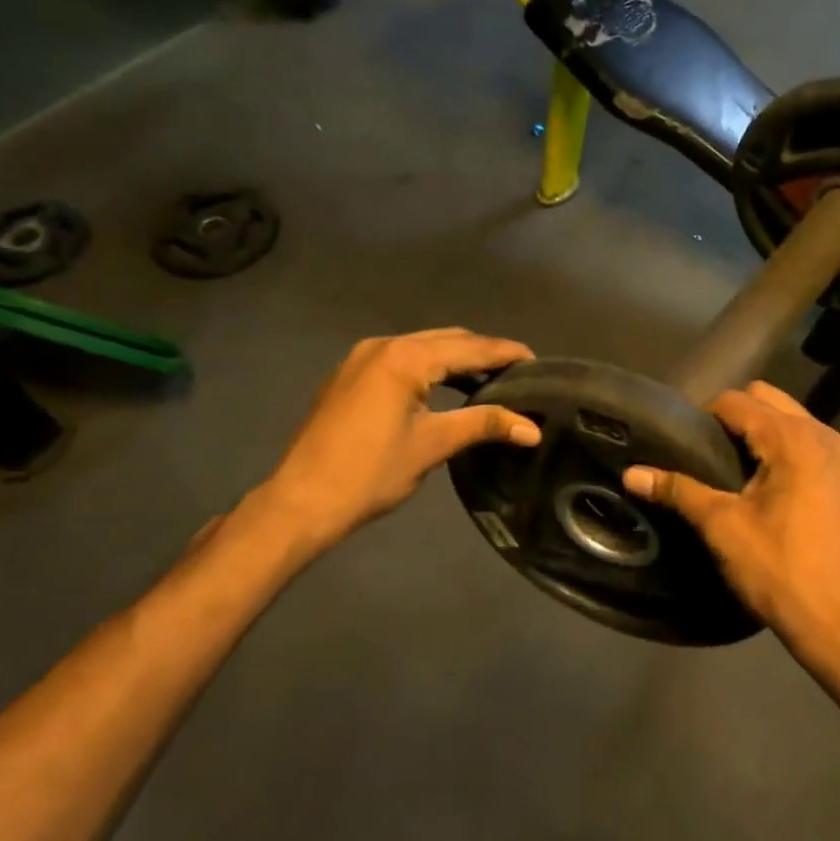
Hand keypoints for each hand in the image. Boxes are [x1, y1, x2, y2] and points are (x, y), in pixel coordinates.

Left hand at [269, 328, 540, 549]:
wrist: (302, 500)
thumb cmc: (371, 472)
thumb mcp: (433, 445)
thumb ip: (484, 425)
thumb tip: (533, 429)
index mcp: (405, 358)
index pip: (470, 348)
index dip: (506, 353)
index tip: (537, 362)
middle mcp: (383, 346)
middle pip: (447, 340)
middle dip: (483, 353)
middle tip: (517, 372)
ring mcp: (361, 358)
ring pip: (422, 347)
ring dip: (456, 359)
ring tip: (489, 380)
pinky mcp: (349, 375)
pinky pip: (400, 359)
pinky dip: (429, 367)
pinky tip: (444, 388)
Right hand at [622, 382, 839, 647]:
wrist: (839, 623)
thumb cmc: (778, 568)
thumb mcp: (721, 526)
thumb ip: (678, 490)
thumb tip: (631, 474)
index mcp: (792, 439)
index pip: (737, 402)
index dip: (705, 416)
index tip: (685, 444)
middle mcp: (823, 436)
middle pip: (768, 399)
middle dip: (736, 417)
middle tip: (710, 454)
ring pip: (793, 419)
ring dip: (763, 432)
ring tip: (737, 470)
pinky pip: (812, 444)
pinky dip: (788, 451)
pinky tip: (772, 488)